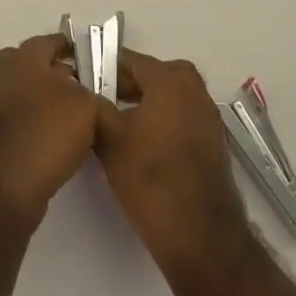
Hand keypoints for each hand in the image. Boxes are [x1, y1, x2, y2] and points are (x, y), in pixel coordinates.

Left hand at [0, 34, 102, 230]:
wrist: (6, 186)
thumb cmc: (47, 132)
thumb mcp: (87, 106)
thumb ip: (93, 93)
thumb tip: (86, 97)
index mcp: (21, 57)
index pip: (52, 42)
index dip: (75, 50)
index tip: (95, 61)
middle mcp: (2, 73)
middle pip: (38, 68)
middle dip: (63, 76)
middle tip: (89, 91)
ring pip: (30, 94)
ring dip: (51, 102)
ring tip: (79, 120)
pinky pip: (22, 119)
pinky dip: (39, 123)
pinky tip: (60, 141)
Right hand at [94, 48, 251, 281]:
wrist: (200, 235)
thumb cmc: (151, 179)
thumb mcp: (110, 140)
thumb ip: (94, 107)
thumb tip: (84, 92)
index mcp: (170, 80)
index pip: (130, 60)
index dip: (103, 67)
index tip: (82, 78)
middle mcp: (194, 89)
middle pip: (152, 75)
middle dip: (125, 84)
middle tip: (98, 100)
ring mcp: (208, 116)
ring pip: (168, 97)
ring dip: (144, 103)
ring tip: (116, 123)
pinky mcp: (213, 141)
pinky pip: (181, 116)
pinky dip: (162, 121)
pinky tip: (141, 144)